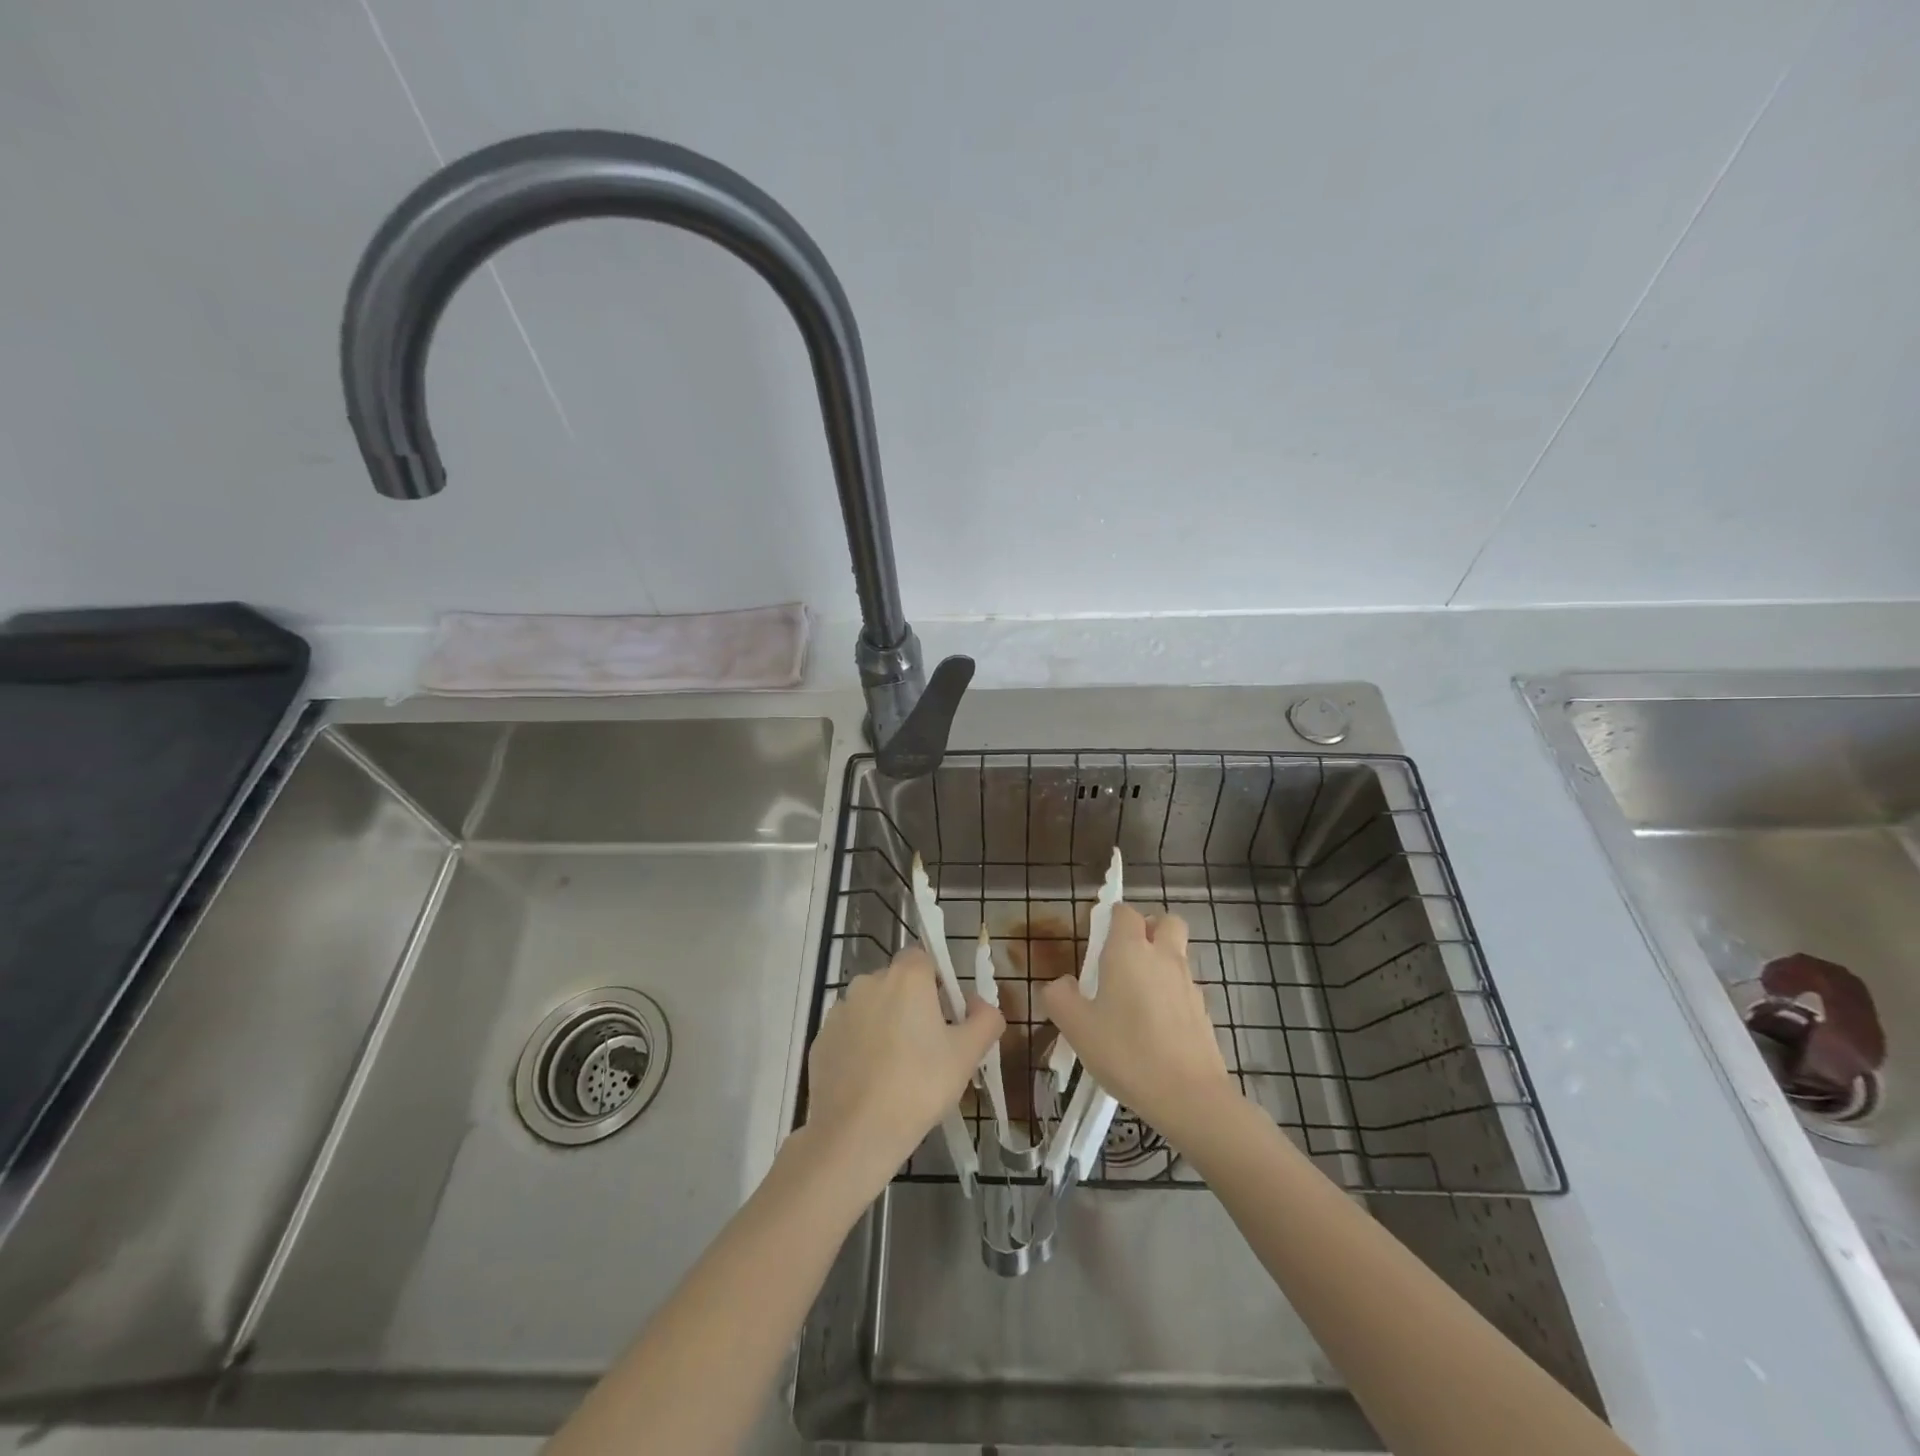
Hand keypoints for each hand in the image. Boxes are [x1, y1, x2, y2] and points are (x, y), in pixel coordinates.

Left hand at [802, 946, 1002, 1198]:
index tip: (947, 1016)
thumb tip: (980, 1005)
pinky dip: (861, 1048)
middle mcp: (868, 982)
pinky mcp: (820, 1039)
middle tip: (928, 1048)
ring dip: (884, 1025)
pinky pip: (849, 1034)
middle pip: (897, 983)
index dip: (938, 982)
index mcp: (906, 977)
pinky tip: (871, 1082)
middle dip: (912, 1005)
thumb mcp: (967, 1054)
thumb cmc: (919, 1085)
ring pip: (871, 1008)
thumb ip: (986, 1019)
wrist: (855, 1133)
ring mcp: (839, 1011)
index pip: (924, 958)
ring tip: (897, 1070)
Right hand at [1041, 903, 1236, 1139]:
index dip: (1111, 918)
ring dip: (1161, 960)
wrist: (1188, 1096)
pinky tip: (1155, 1024)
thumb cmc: (1126, 1052)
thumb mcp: (1076, 1026)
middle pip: (1165, 921)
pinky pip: (1184, 986)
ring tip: (1136, 995)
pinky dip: (1171, 992)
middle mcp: (1163, 956)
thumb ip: (1059, 997)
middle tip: (1126, 955)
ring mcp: (1188, 983)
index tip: (1097, 940)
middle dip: (1148, 927)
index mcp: (1129, 950)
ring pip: (1177, 953)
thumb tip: (1062, 983)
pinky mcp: (1203, 1010)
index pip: (1124, 912)